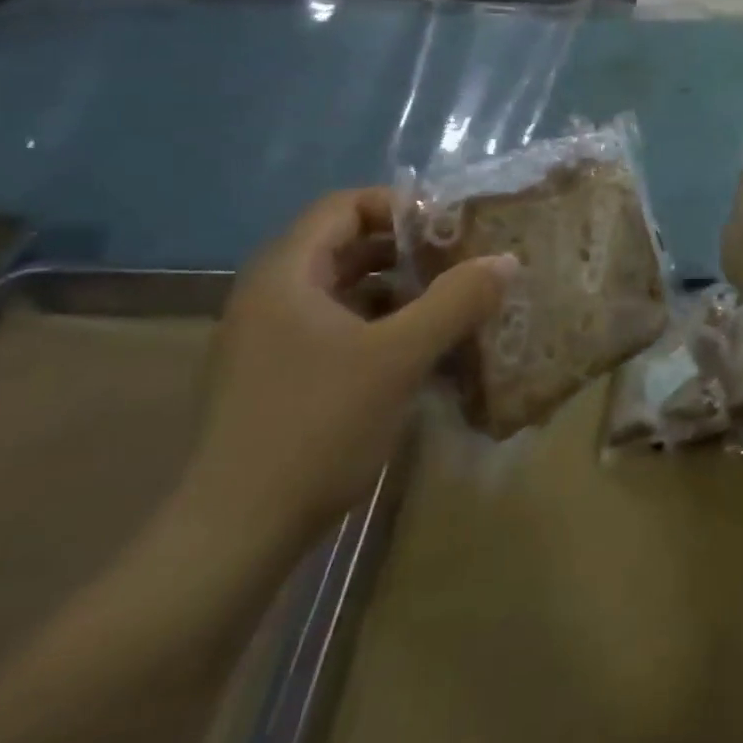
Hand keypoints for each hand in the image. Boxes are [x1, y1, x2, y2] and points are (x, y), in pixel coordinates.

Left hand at [177, 188, 513, 557]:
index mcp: (286, 274)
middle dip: (408, 250)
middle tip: (461, 264)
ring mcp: (270, 340)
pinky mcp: (279, 377)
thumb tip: (506, 260)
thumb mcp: (399, 358)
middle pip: (346, 246)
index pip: (344, 206)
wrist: (235, 536)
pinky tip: (420, 353)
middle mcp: (271, 296)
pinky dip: (381, 327)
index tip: (450, 229)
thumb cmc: (316, 428)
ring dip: (399, 291)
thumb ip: (456, 302)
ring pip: (345, 291)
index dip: (400, 206)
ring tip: (451, 306)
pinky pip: (337, 329)